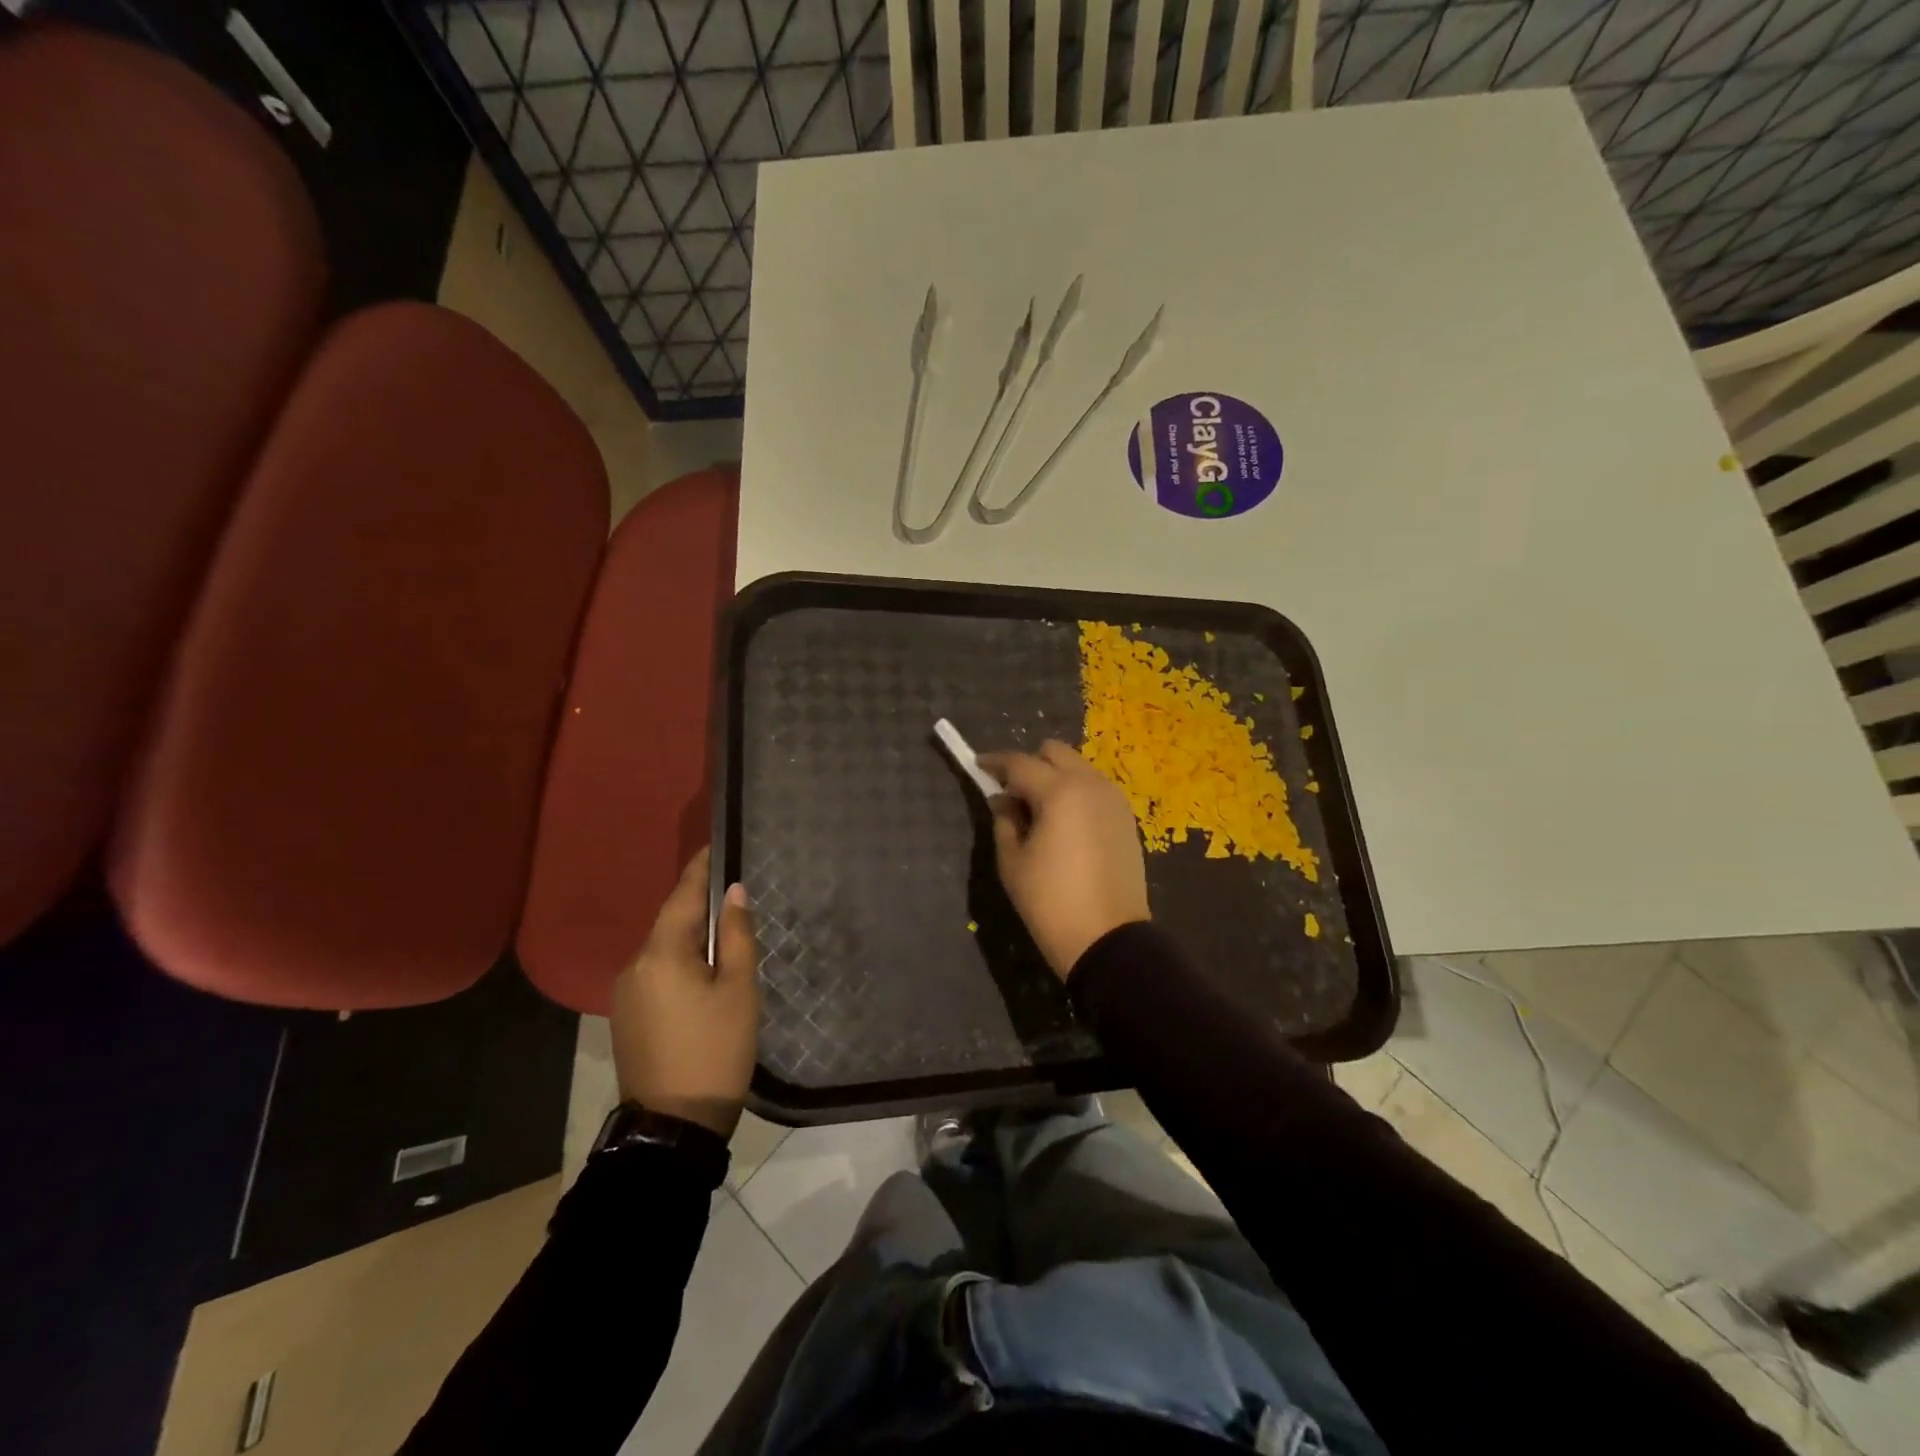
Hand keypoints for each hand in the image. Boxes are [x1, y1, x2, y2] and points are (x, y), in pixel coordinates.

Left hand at [610, 848, 758, 1137]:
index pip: (681, 896)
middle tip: (732, 893)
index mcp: (661, 954)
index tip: (714, 846)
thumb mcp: (738, 989)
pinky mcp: (626, 1016)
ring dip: (689, 936)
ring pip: (662, 948)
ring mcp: (625, 993)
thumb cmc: (716, 1050)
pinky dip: (678, 962)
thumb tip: (733, 891)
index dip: (699, 869)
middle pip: (670, 921)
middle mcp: (635, 965)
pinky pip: (655, 973)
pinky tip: (701, 974)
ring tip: (723, 934)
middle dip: (698, 905)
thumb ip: (735, 935)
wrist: (672, 1126)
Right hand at [978, 740, 1149, 980]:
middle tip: (1012, 793)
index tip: (978, 765)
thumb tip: (1003, 799)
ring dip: (1055, 777)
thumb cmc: (1050, 901)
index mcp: (1059, 792)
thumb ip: (1004, 820)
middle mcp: (1090, 784)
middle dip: (1030, 764)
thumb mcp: (1013, 862)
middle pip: (1055, 752)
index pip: (1020, 763)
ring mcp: (1113, 799)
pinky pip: (1095, 789)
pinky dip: (1076, 792)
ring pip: (1078, 767)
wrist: (1107, 938)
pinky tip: (1064, 823)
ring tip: (1039, 810)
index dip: (995, 762)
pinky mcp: (1126, 818)